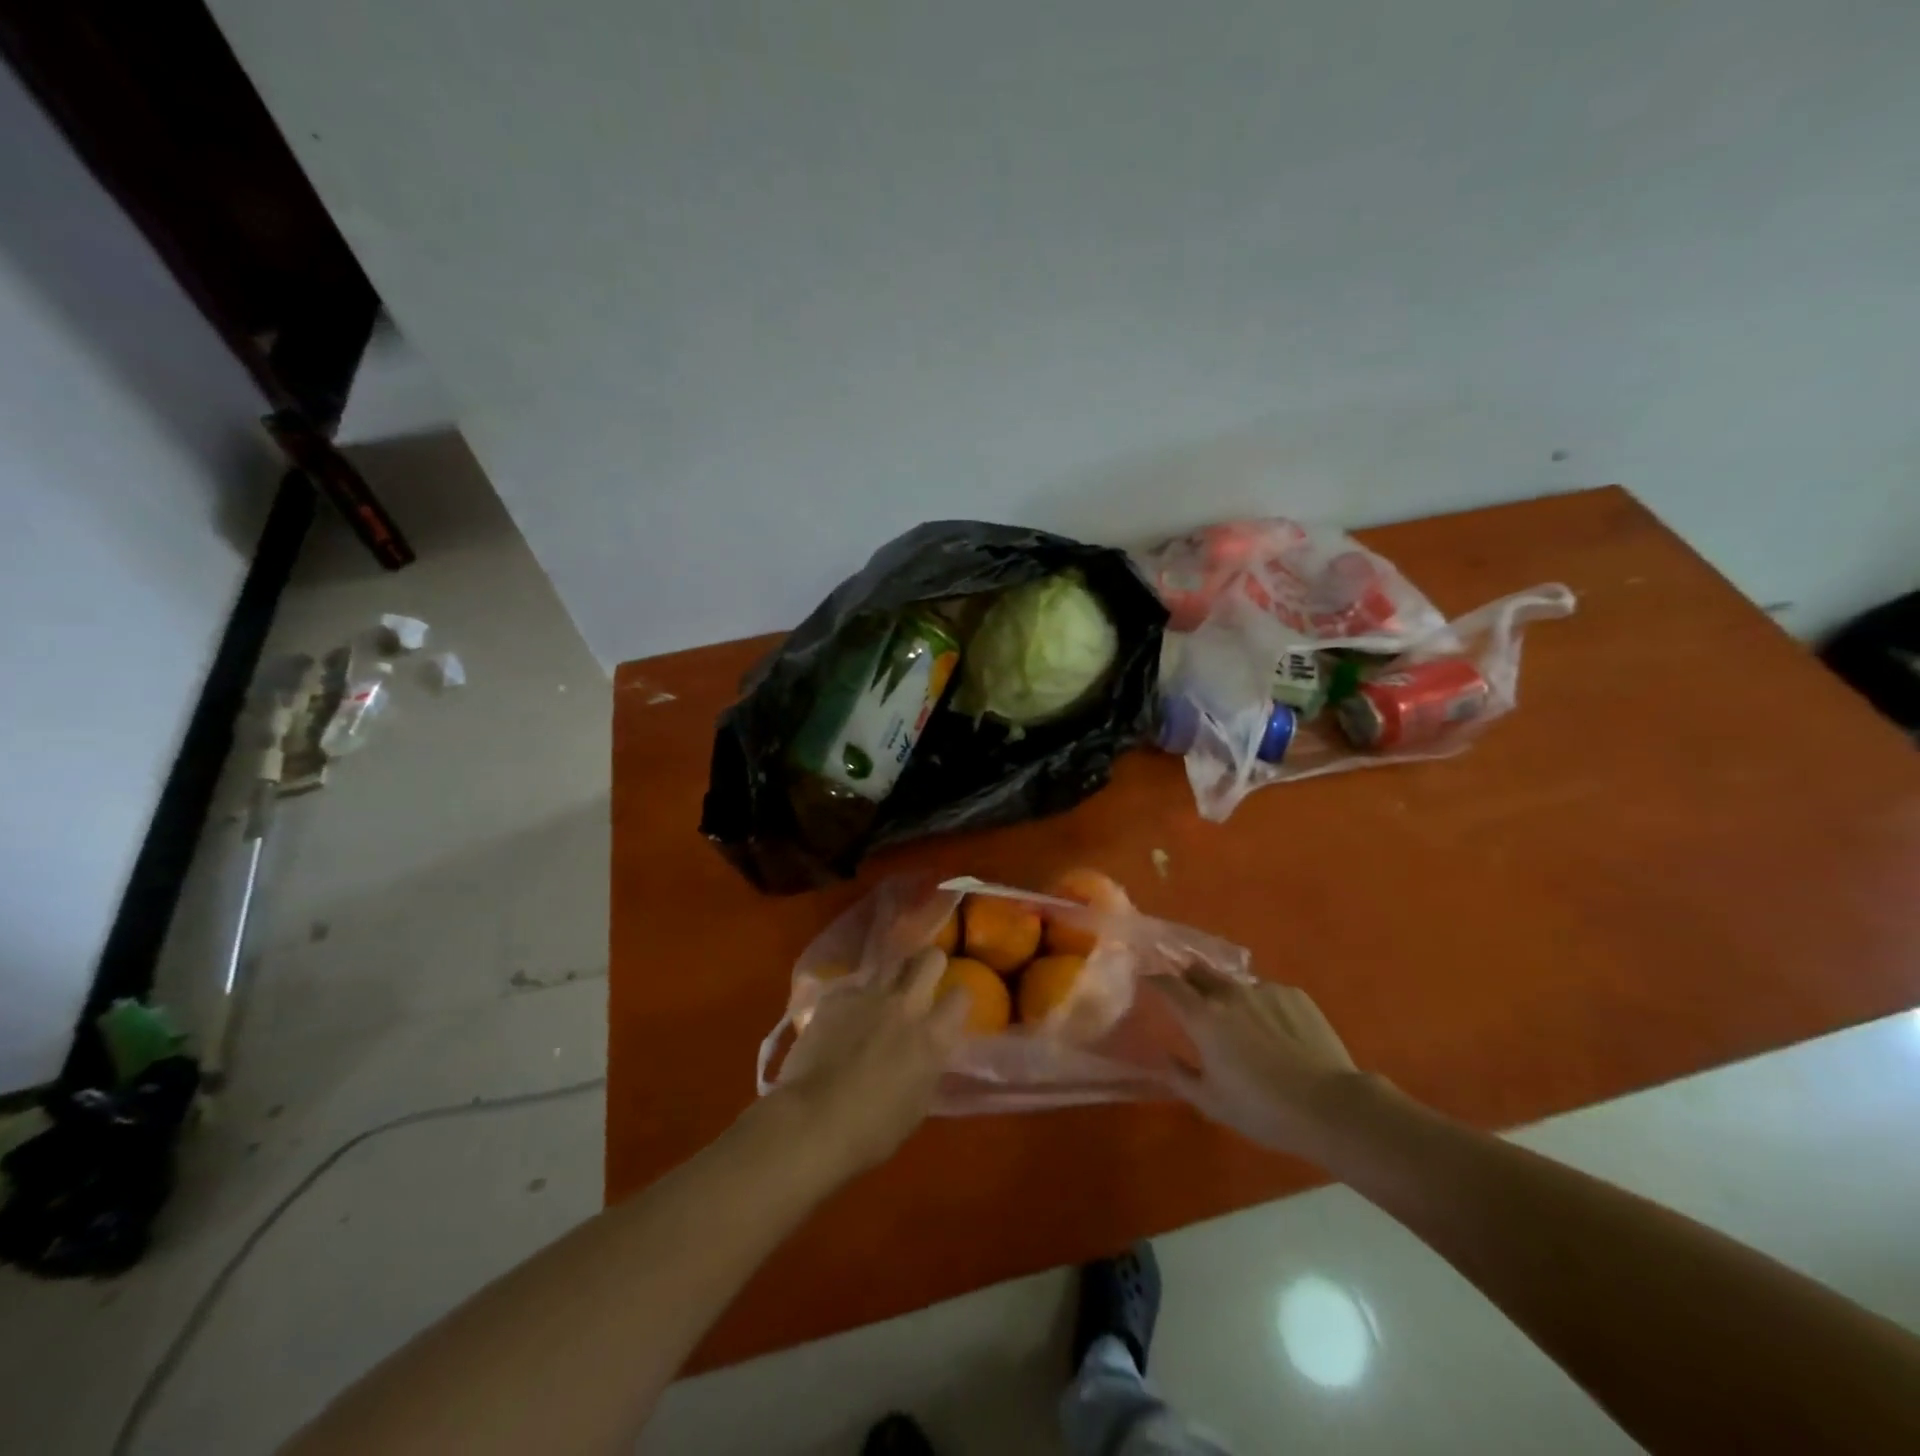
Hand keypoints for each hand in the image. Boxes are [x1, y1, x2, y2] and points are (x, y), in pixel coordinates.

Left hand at [774, 947, 969, 1176]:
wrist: (812, 1121)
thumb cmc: (872, 1130)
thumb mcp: (918, 1104)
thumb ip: (928, 1066)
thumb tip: (928, 1052)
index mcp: (932, 1036)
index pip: (961, 995)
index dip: (957, 1000)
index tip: (949, 1010)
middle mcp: (906, 1005)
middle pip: (930, 958)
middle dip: (931, 965)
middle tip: (923, 983)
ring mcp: (869, 996)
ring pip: (891, 963)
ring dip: (894, 977)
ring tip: (885, 995)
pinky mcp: (836, 997)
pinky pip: (854, 987)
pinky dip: (855, 999)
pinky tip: (845, 1018)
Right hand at [1159, 962, 1368, 1156]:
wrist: (1331, 1106)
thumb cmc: (1262, 1109)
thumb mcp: (1212, 1102)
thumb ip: (1180, 1076)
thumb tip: (1163, 1057)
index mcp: (1203, 1017)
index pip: (1167, 984)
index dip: (1154, 980)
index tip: (1148, 982)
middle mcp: (1229, 993)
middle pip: (1199, 971)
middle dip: (1189, 979)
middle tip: (1191, 998)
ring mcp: (1264, 990)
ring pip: (1236, 985)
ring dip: (1229, 997)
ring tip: (1244, 1025)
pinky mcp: (1295, 994)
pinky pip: (1268, 994)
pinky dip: (1263, 1007)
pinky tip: (1278, 1034)